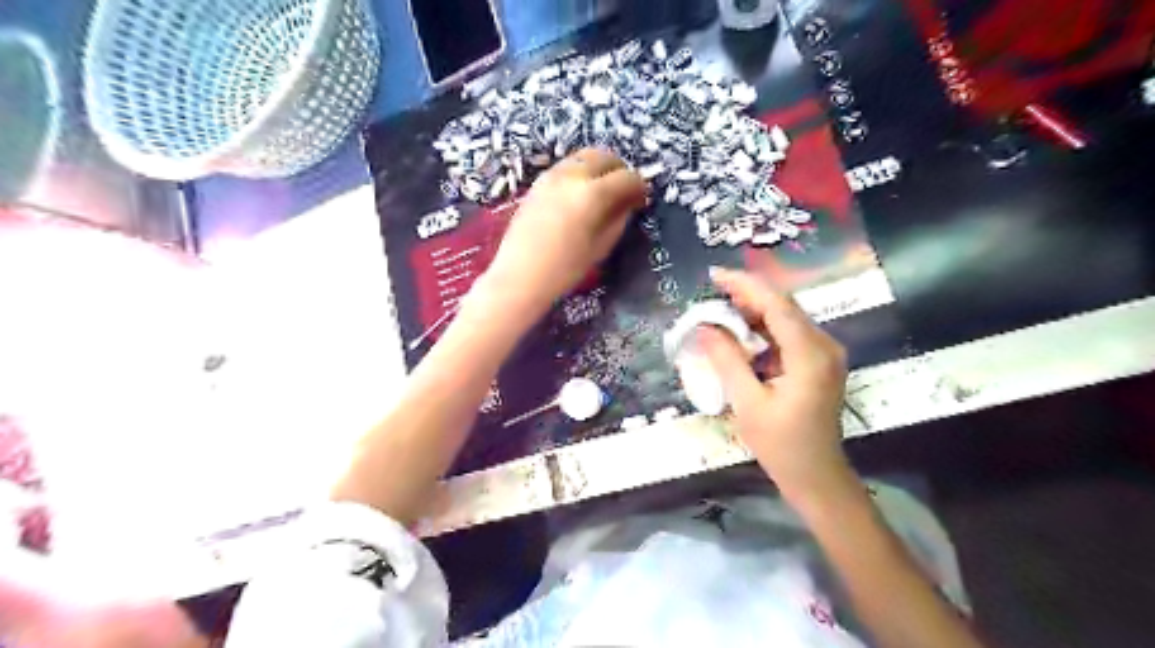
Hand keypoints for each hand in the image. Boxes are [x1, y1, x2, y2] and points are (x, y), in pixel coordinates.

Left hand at [482, 148, 647, 318]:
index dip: (639, 187)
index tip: (642, 199)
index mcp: (592, 194)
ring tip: (603, 192)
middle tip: (624, 191)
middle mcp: (572, 175)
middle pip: (604, 156)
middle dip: (619, 170)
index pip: (627, 178)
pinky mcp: (537, 183)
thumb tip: (629, 203)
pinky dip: (579, 174)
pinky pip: (566, 168)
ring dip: (598, 169)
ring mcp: (551, 176)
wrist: (520, 276)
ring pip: (583, 158)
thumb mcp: (600, 246)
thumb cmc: (565, 269)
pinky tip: (580, 196)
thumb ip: (618, 219)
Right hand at [699, 265, 849, 499]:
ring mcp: (826, 353)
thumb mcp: (747, 403)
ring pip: (786, 318)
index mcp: (810, 354)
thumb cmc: (782, 446)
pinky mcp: (820, 362)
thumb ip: (726, 360)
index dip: (745, 285)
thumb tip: (705, 327)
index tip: (714, 276)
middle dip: (747, 295)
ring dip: (754, 311)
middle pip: (783, 306)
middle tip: (711, 292)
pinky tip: (740, 332)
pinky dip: (763, 328)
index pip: (776, 305)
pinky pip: (789, 334)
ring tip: (719, 308)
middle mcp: (824, 345)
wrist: (817, 477)